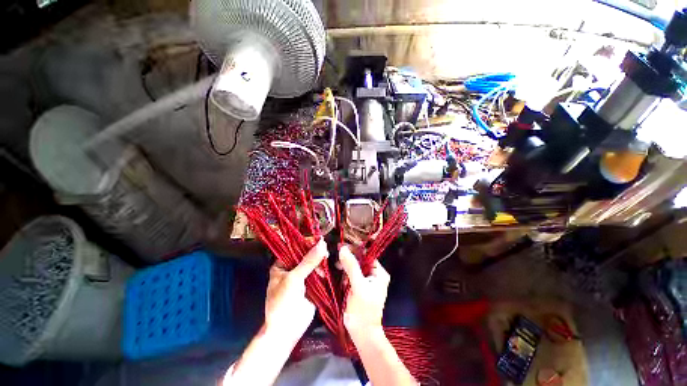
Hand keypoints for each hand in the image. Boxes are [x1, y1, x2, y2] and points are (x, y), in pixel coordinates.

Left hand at [264, 239, 327, 341]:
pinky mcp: (312, 285)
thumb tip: (322, 244)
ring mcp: (303, 277)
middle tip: (325, 250)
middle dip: (315, 252)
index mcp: (282, 265)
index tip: (319, 239)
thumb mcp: (294, 278)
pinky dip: (324, 271)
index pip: (295, 248)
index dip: (306, 242)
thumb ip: (309, 261)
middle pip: (306, 255)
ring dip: (320, 262)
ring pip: (314, 263)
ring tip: (325, 262)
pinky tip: (326, 271)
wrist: (287, 330)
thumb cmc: (283, 302)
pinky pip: (319, 274)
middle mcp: (292, 268)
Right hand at [339, 245, 389, 336]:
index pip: (367, 255)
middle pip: (359, 260)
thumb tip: (343, 248)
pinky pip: (350, 275)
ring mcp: (365, 281)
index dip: (355, 249)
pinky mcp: (357, 287)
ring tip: (337, 270)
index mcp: (379, 272)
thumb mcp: (358, 286)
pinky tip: (341, 281)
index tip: (342, 246)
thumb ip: (351, 267)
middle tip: (337, 261)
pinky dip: (344, 276)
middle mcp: (373, 274)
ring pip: (353, 267)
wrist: (361, 334)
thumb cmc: (364, 310)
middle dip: (348, 260)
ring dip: (345, 268)